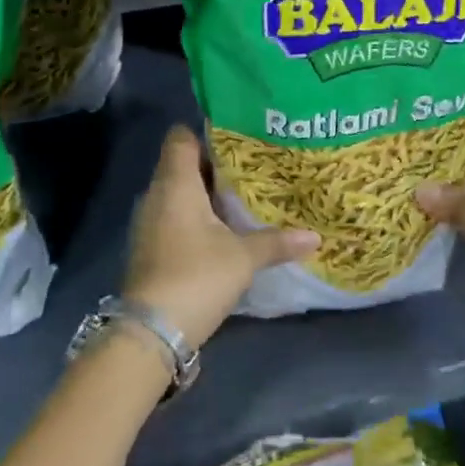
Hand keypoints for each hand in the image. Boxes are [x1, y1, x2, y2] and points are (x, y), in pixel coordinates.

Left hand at [123, 127, 319, 349]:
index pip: (181, 137)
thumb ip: (277, 242)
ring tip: (244, 197)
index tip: (238, 138)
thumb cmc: (196, 276)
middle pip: (183, 165)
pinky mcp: (151, 248)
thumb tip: (315, 237)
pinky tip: (224, 230)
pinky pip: (174, 217)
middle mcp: (156, 195)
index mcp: (175, 183)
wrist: (151, 332)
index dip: (206, 133)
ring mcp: (149, 223)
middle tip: (253, 167)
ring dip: (206, 194)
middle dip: (215, 165)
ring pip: (179, 193)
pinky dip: (196, 218)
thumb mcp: (243, 257)